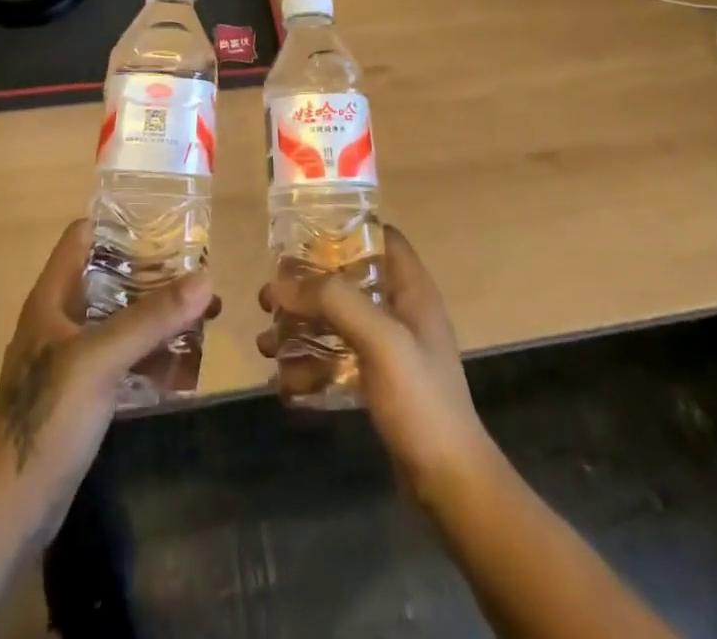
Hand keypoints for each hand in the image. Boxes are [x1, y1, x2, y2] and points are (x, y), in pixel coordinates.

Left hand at [0, 218, 218, 546]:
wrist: (11, 509)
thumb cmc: (48, 417)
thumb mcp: (100, 359)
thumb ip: (151, 318)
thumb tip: (206, 277)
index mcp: (51, 298)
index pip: (82, 237)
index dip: (120, 223)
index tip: (166, 222)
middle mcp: (59, 319)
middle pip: (107, 277)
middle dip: (151, 273)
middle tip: (198, 270)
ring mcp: (69, 358)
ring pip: (117, 319)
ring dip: (155, 314)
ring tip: (202, 310)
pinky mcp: (80, 392)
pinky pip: (120, 356)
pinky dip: (148, 350)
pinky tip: (183, 357)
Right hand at [258, 225, 492, 502]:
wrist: (450, 487)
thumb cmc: (421, 400)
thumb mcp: (380, 340)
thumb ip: (334, 301)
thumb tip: (282, 281)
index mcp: (411, 290)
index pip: (380, 238)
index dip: (344, 230)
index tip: (300, 237)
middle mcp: (401, 312)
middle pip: (347, 281)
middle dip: (305, 289)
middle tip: (267, 299)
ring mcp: (390, 350)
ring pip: (336, 323)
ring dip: (300, 330)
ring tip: (266, 345)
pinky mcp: (378, 385)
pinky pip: (337, 362)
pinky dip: (310, 368)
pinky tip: (283, 385)